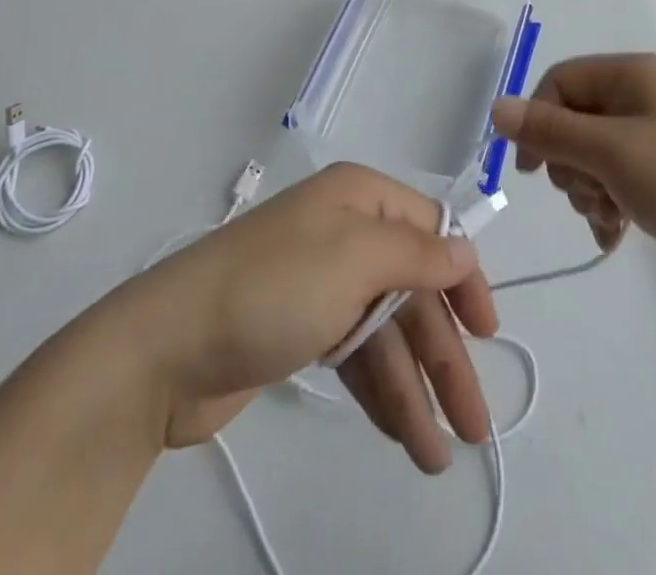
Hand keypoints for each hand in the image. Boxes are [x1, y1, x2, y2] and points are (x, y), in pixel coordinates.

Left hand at [127, 163, 498, 472]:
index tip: (488, 332)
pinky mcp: (302, 327)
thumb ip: (417, 255)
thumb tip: (465, 250)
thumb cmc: (273, 287)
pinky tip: (400, 434)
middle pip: (413, 290)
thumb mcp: (354, 257)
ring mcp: (323, 282)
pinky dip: (380, 390)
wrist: (167, 347)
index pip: (431, 230)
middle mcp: (346, 232)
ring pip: (387, 331)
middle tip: (474, 426)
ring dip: (414, 387)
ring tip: (436, 455)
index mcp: (360, 198)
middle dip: (443, 354)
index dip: (463, 279)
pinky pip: (357, 355)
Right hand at [490, 53, 655, 305]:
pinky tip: (615, 234)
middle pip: (573, 119)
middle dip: (569, 163)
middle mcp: (642, 97)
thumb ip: (550, 131)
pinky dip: (607, 205)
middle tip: (588, 192)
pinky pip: (614, 179)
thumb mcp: (612, 153)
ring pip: (590, 154)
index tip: (529, 168)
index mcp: (633, 75)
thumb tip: (495, 108)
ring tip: (608, 216)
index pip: (560, 81)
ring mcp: (655, 136)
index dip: (537, 119)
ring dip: (587, 190)